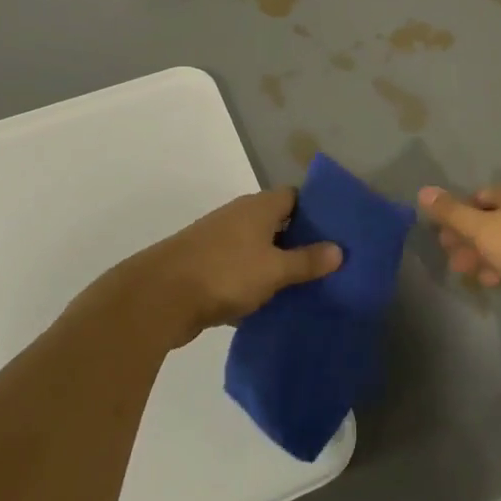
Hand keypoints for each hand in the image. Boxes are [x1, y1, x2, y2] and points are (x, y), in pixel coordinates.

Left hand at [125, 189, 341, 348]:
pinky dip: (256, 282)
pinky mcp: (206, 267)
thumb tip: (339, 250)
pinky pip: (241, 270)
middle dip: (302, 240)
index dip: (317, 210)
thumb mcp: (274, 269)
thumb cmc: (225, 273)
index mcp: (258, 207)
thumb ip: (307, 261)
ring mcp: (220, 241)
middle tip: (331, 261)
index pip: (295, 197)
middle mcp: (239, 217)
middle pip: (278, 222)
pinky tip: (273, 303)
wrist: (160, 297)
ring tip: (309, 285)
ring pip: (259, 248)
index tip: (339, 230)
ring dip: (278, 264)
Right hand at [420, 176, 500, 305]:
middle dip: (472, 242)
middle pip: (492, 218)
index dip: (456, 223)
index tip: (447, 247)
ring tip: (483, 281)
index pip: (473, 200)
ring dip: (491, 255)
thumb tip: (422, 190)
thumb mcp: (484, 230)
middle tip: (460, 268)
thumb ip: (452, 213)